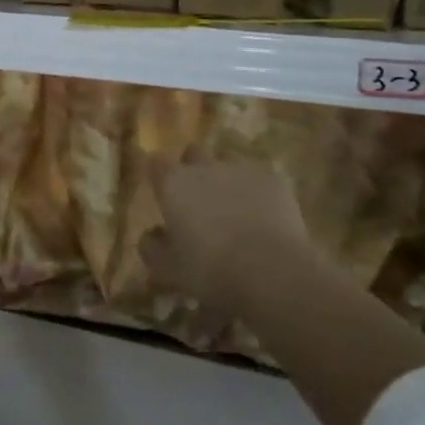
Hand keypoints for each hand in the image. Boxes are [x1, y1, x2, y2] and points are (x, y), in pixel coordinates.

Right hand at [140, 154, 322, 316]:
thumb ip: (152, 248)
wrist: (271, 271)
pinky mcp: (274, 180)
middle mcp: (204, 167)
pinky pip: (260, 179)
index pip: (156, 162)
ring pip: (229, 164)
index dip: (159, 174)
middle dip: (194, 168)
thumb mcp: (168, 269)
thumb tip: (151, 235)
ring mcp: (241, 169)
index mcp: (173, 183)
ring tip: (234, 209)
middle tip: (199, 198)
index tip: (162, 191)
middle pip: (194, 153)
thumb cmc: (210, 269)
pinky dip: (257, 193)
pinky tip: (264, 218)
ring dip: (227, 179)